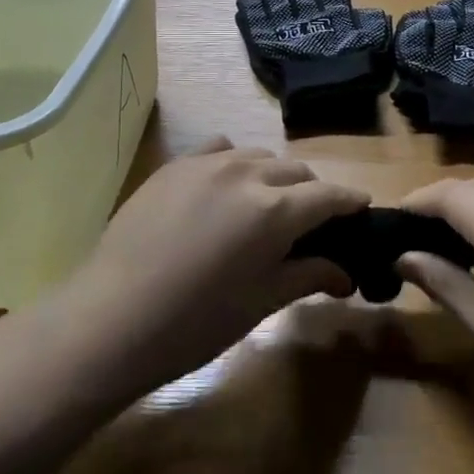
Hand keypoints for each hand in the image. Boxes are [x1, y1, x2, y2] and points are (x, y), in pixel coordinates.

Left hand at [57, 139, 364, 399]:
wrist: (112, 318)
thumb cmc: (195, 322)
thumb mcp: (261, 302)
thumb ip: (309, 275)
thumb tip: (347, 273)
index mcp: (275, 210)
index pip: (329, 196)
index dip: (351, 203)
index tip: (361, 211)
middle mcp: (247, 173)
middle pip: (297, 171)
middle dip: (312, 193)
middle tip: (309, 226)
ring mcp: (206, 163)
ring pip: (259, 157)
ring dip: (274, 177)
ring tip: (264, 208)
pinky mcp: (175, 165)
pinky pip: (220, 150)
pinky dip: (235, 164)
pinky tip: (225, 190)